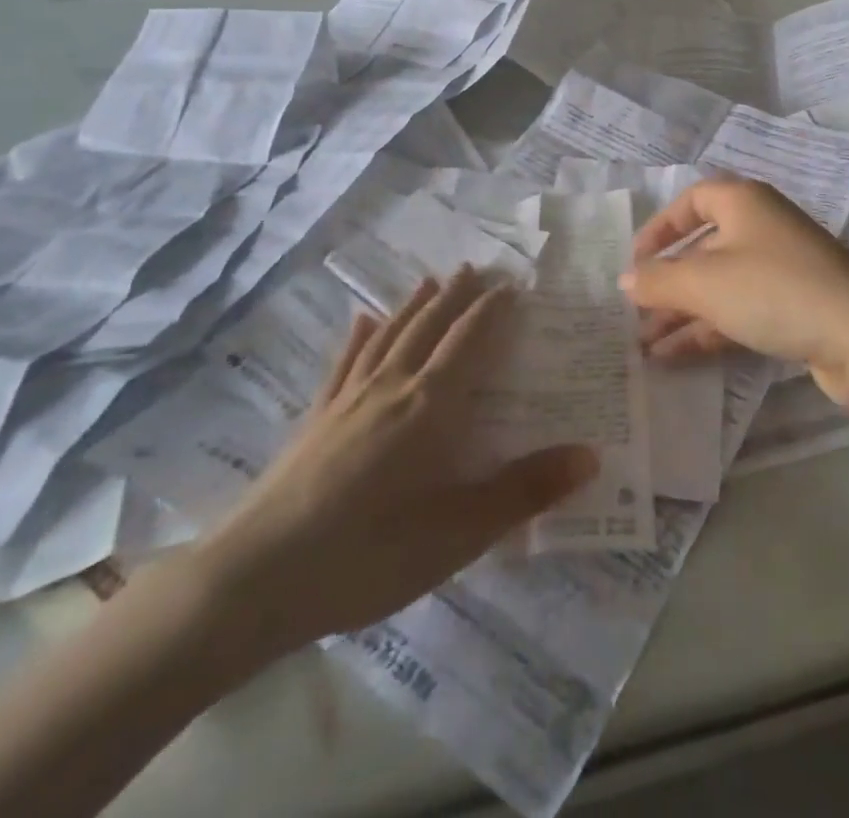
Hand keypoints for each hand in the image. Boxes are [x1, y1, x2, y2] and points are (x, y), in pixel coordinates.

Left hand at [190, 268, 595, 682]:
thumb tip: (591, 454)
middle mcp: (390, 387)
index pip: (468, 342)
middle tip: (474, 268)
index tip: (510, 285)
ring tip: (428, 281)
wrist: (256, 579)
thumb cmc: (369, 556)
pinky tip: (361, 323)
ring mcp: (347, 400)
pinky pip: (344, 363)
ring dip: (412, 306)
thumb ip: (525, 492)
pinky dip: (359, 338)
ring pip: (389, 336)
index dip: (491, 311)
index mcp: (429, 406)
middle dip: (454, 296)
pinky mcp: (316, 419)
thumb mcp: (459, 533)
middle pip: (428, 327)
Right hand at [620, 179, 848, 410]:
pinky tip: (675, 357)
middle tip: (634, 314)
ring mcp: (780, 271)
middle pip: (703, 249)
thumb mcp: (704, 282)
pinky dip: (708, 331)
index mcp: (743, 203)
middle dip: (667, 283)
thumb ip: (658, 280)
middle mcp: (761, 229)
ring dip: (682, 314)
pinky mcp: (794, 309)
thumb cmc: (773, 290)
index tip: (636, 261)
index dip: (660, 227)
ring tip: (644, 346)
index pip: (692, 201)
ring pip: (719, 287)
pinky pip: (739, 312)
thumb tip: (625, 280)